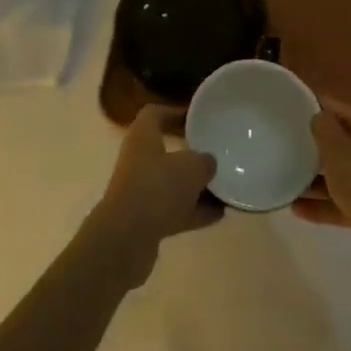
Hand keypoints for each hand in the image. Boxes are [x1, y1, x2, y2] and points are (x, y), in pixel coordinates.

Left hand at [85, 105, 223, 288]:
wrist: (126, 239)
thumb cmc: (157, 188)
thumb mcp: (191, 167)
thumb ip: (204, 161)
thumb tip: (208, 163)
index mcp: (143, 136)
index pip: (155, 114)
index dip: (175, 112)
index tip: (197, 118)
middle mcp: (138, 160)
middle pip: (166, 150)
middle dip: (191, 155)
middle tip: (215, 155)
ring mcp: (140, 191)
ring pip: (172, 183)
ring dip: (196, 187)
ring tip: (225, 188)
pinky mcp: (145, 220)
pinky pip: (174, 210)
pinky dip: (194, 211)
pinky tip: (219, 214)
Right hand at [295, 97, 350, 283]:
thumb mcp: (338, 150)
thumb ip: (324, 128)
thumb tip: (318, 116)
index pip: (339, 110)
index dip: (316, 106)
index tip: (291, 109)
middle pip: (340, 143)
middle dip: (314, 146)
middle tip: (286, 145)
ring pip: (340, 175)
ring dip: (314, 179)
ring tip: (287, 180)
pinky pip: (341, 202)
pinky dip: (322, 204)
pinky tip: (296, 209)